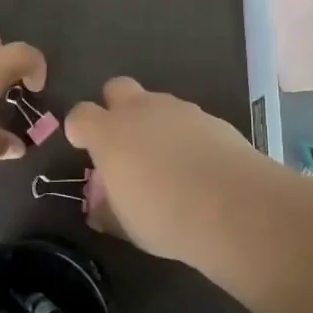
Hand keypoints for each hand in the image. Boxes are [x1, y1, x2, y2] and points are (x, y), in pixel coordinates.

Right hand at [65, 76, 285, 261]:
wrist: (232, 204)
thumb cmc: (165, 217)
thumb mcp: (127, 225)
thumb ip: (109, 210)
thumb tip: (101, 207)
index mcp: (110, 133)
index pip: (81, 115)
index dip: (79, 128)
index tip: (83, 145)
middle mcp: (141, 110)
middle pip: (117, 88)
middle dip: (116, 107)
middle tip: (125, 141)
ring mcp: (179, 109)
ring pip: (157, 102)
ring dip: (155, 122)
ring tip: (168, 160)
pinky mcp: (211, 117)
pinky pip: (189, 120)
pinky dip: (187, 135)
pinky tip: (198, 164)